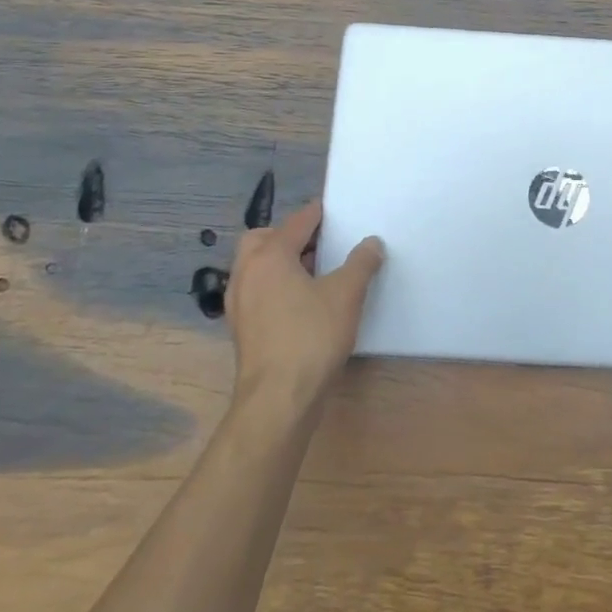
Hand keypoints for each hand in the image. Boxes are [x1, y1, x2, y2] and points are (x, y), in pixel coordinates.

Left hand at [227, 199, 384, 411]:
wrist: (278, 400)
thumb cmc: (311, 336)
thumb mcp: (347, 294)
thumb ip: (361, 262)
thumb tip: (371, 243)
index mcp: (269, 256)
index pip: (296, 222)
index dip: (318, 214)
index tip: (337, 211)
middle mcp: (247, 273)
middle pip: (263, 239)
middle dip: (289, 236)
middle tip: (319, 243)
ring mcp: (239, 304)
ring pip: (257, 268)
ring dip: (282, 263)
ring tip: (315, 273)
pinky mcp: (242, 329)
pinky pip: (258, 292)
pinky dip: (276, 287)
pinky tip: (302, 303)